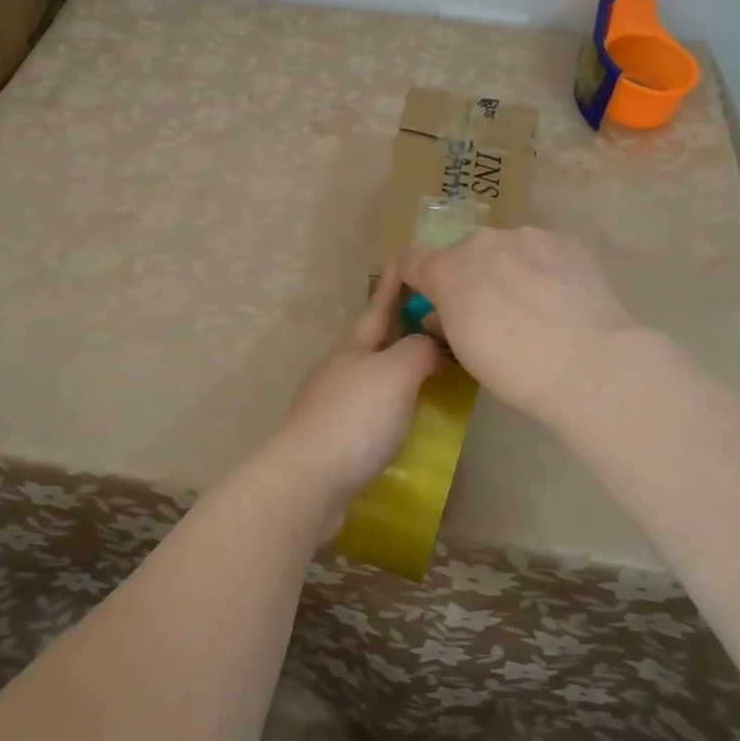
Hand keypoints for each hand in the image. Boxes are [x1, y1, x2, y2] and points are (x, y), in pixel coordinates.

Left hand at [265, 262, 440, 506]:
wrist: (308, 480)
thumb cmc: (355, 417)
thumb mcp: (395, 373)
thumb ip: (418, 351)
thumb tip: (431, 345)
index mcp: (352, 349)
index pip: (377, 310)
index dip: (391, 288)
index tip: (400, 260)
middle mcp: (338, 372)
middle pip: (371, 345)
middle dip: (395, 332)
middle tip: (426, 323)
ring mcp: (331, 407)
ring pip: (369, 380)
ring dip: (394, 373)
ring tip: (425, 375)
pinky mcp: (332, 441)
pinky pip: (368, 414)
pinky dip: (389, 409)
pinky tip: (403, 422)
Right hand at [399, 226, 636, 423]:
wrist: (587, 363)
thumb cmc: (512, 367)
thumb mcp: (463, 352)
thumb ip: (444, 322)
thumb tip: (440, 314)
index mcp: (446, 269)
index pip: (412, 260)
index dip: (419, 280)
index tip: (432, 301)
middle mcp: (481, 242)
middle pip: (464, 254)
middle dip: (470, 277)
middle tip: (492, 313)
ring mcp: (526, 236)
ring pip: (506, 250)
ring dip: (508, 270)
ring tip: (535, 307)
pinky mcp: (564, 241)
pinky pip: (542, 252)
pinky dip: (544, 270)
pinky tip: (561, 300)